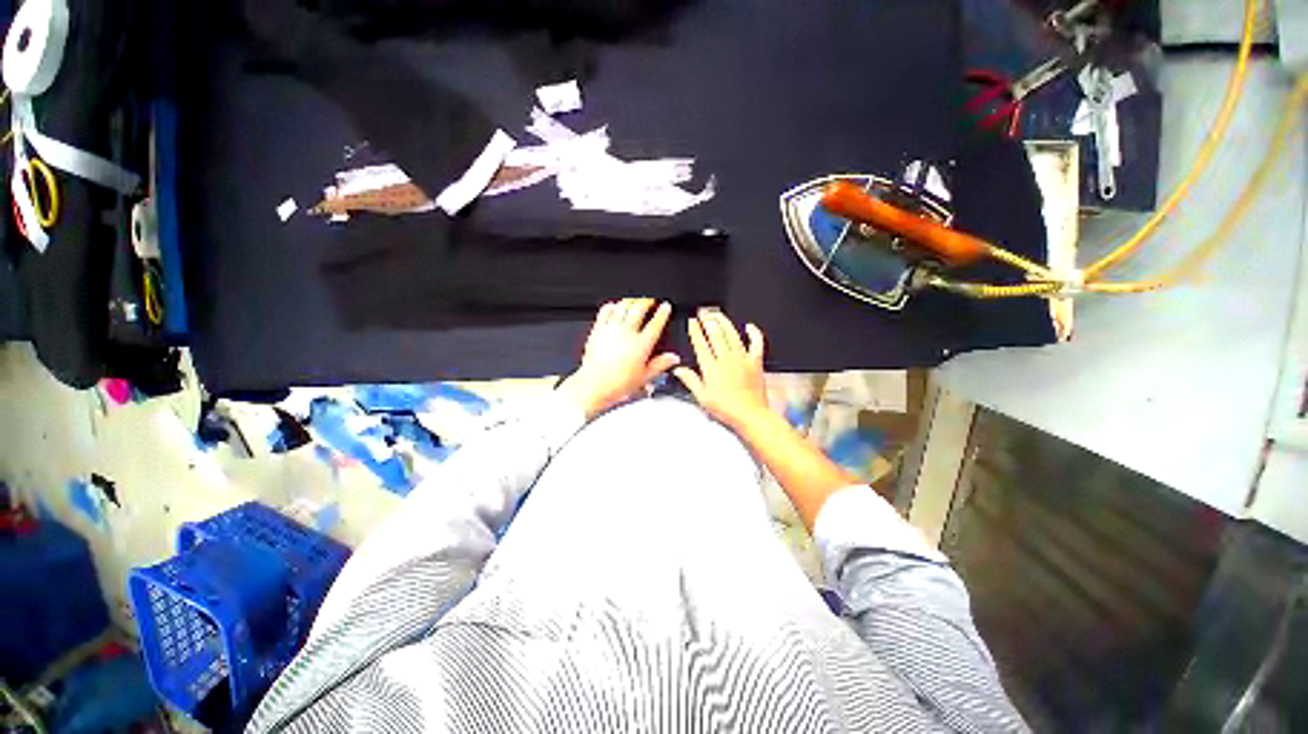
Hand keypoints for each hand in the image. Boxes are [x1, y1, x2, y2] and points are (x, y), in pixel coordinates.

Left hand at [560, 298, 680, 418]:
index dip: (663, 313)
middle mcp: (627, 333)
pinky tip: (615, 306)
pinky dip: (612, 305)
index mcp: (641, 345)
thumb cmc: (618, 384)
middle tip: (651, 300)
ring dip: (631, 300)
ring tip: (636, 300)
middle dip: (647, 301)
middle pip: (639, 309)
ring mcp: (611, 329)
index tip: (666, 306)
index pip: (656, 323)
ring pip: (623, 306)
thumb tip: (673, 358)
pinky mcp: (598, 329)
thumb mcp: (645, 377)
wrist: (594, 385)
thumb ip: (661, 364)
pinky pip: (606, 311)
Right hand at [673, 309, 770, 429]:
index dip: (696, 331)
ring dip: (725, 322)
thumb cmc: (726, 409)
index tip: (692, 322)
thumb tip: (678, 369)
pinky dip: (753, 333)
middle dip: (708, 320)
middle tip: (703, 312)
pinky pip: (756, 343)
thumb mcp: (702, 397)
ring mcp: (742, 359)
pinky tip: (749, 327)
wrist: (750, 415)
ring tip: (718, 314)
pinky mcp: (755, 362)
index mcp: (711, 368)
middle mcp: (726, 359)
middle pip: (716, 334)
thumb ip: (690, 380)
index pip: (701, 344)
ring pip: (733, 334)